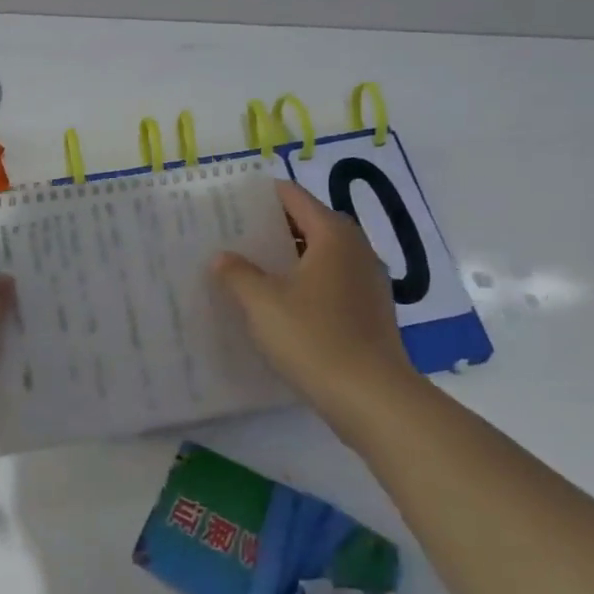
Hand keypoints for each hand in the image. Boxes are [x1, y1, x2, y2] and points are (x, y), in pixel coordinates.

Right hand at [212, 181, 417, 433]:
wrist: (371, 397)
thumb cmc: (313, 338)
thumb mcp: (262, 303)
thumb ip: (238, 273)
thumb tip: (223, 257)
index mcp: (333, 235)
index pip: (294, 197)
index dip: (263, 196)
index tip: (231, 202)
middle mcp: (356, 249)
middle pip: (310, 224)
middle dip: (272, 227)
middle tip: (234, 236)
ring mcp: (368, 281)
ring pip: (322, 255)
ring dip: (289, 258)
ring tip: (251, 269)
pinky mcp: (371, 311)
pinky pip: (332, 282)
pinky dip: (306, 283)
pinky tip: (281, 304)